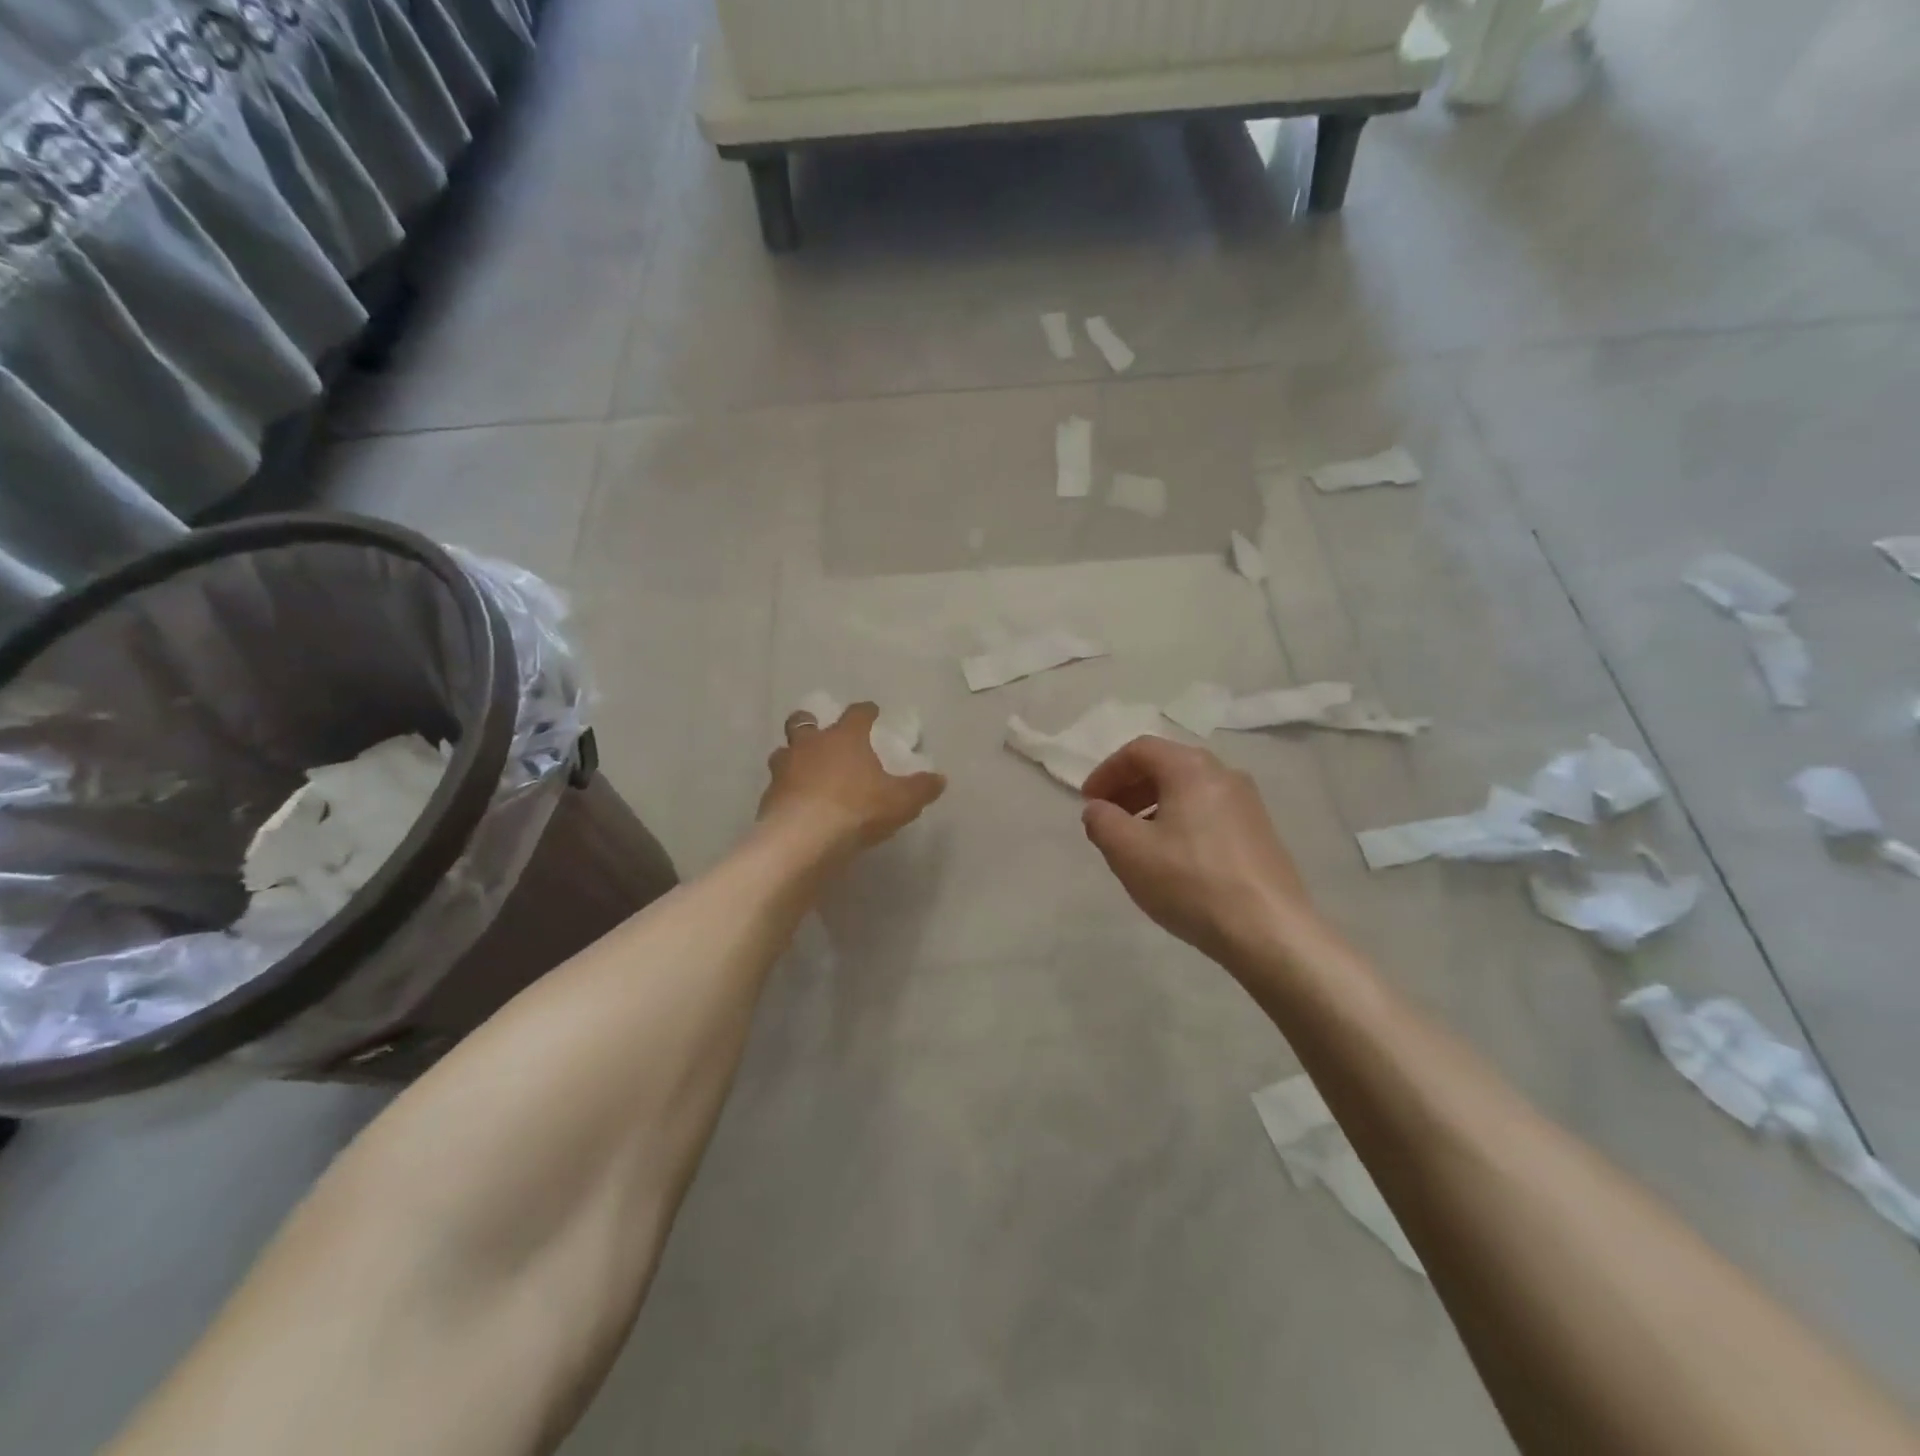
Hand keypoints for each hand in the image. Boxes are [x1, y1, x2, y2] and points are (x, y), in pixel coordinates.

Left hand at [759, 703, 945, 853]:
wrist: (804, 840)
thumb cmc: (857, 810)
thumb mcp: (901, 802)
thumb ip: (921, 789)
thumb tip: (939, 779)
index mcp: (844, 738)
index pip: (857, 714)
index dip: (866, 711)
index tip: (872, 712)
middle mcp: (810, 745)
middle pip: (804, 721)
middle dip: (812, 723)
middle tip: (821, 734)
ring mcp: (784, 769)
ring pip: (784, 752)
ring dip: (793, 757)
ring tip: (804, 771)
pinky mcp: (768, 797)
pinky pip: (777, 786)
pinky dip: (786, 790)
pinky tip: (796, 804)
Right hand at [1080, 737, 1322, 964]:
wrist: (1269, 931)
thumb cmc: (1190, 882)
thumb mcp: (1129, 851)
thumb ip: (1102, 822)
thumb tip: (1097, 809)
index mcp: (1192, 768)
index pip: (1139, 750)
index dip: (1106, 772)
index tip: (1088, 802)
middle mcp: (1224, 774)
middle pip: (1166, 766)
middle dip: (1129, 788)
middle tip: (1107, 818)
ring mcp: (1248, 803)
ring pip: (1188, 790)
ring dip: (1153, 806)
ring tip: (1135, 842)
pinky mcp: (1259, 832)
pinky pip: (1208, 812)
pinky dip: (1179, 821)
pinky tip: (1171, 858)